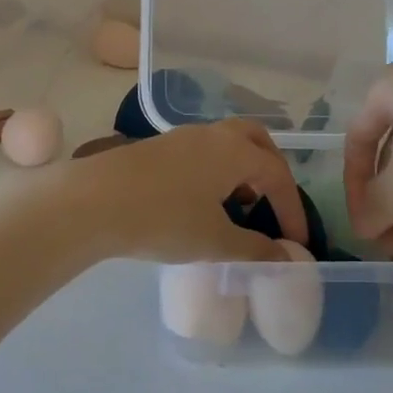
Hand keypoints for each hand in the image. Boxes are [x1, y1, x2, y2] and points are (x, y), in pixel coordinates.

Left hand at [70, 119, 308, 262]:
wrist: (94, 201)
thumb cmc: (164, 219)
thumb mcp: (214, 242)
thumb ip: (254, 249)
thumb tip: (285, 257)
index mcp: (235, 151)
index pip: (278, 174)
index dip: (292, 208)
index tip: (297, 241)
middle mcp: (212, 135)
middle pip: (255, 141)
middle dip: (271, 170)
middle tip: (273, 202)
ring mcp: (182, 138)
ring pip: (226, 144)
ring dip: (241, 170)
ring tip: (238, 206)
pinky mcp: (158, 148)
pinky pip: (202, 153)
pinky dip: (216, 172)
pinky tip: (202, 203)